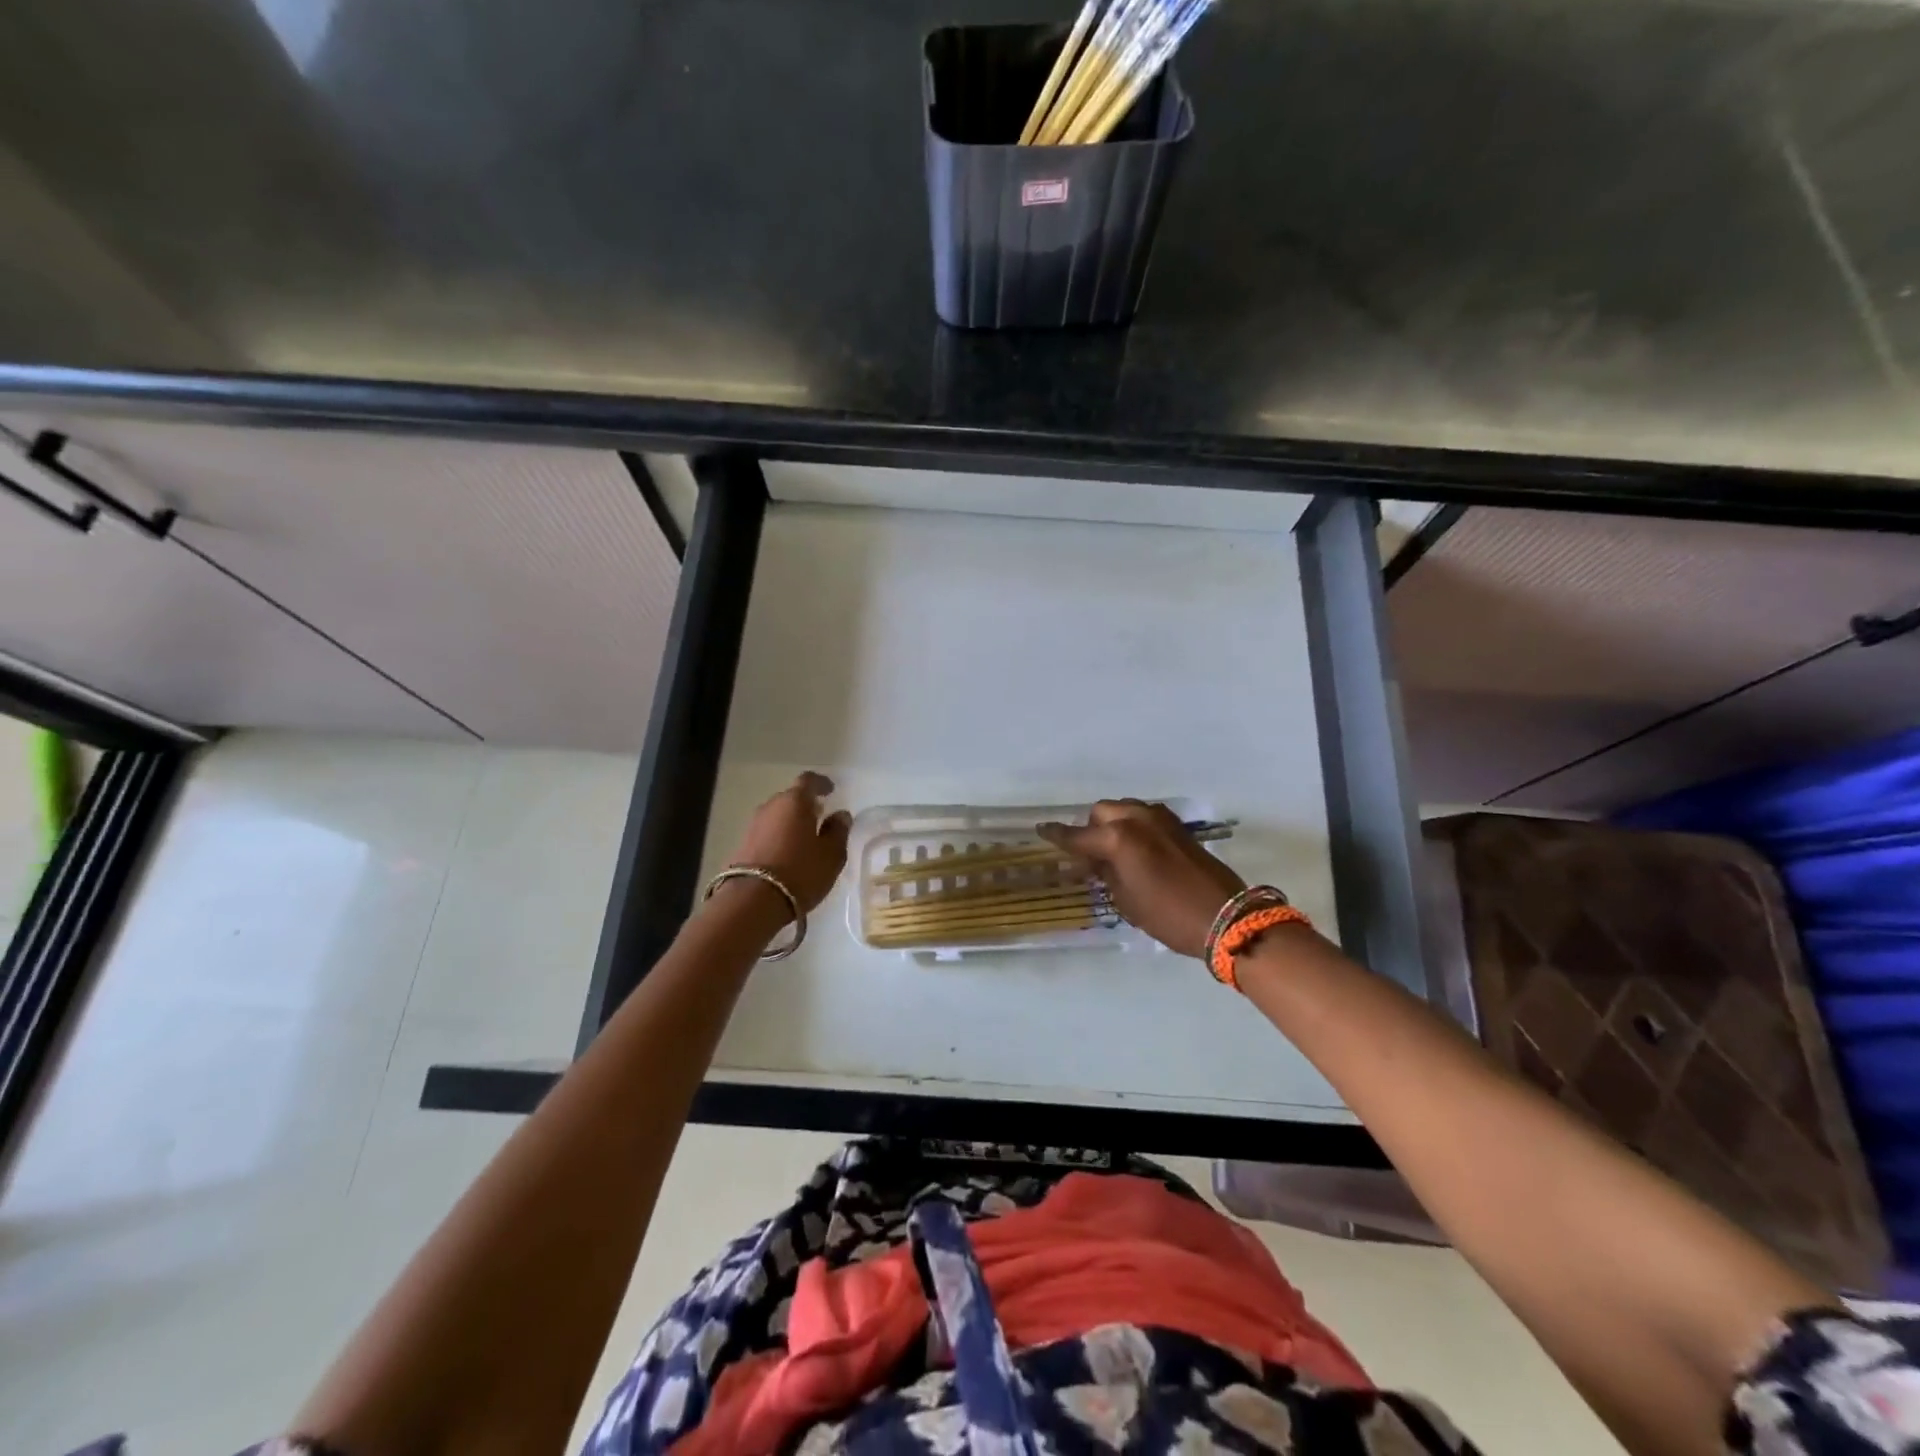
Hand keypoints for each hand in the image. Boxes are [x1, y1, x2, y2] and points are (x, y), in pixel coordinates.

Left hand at [725, 771, 851, 917]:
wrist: (752, 901)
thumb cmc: (801, 872)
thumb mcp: (831, 854)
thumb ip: (838, 831)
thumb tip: (840, 815)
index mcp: (795, 801)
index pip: (808, 780)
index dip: (821, 783)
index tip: (830, 790)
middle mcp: (771, 806)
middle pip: (790, 798)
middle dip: (805, 805)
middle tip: (820, 817)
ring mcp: (753, 825)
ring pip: (777, 815)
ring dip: (791, 822)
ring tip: (805, 838)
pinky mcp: (743, 844)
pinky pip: (767, 832)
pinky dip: (779, 836)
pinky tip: (788, 853)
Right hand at [1038, 800, 1244, 958]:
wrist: (1224, 916)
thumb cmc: (1167, 915)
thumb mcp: (1126, 900)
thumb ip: (1105, 874)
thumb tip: (1095, 861)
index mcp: (1117, 839)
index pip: (1077, 835)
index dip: (1057, 835)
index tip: (1041, 830)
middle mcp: (1136, 820)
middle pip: (1101, 812)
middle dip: (1090, 829)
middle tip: (1089, 855)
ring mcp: (1159, 819)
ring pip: (1123, 809)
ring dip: (1113, 824)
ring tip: (1113, 851)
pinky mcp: (1177, 825)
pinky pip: (1144, 816)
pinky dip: (1133, 826)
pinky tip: (1135, 848)